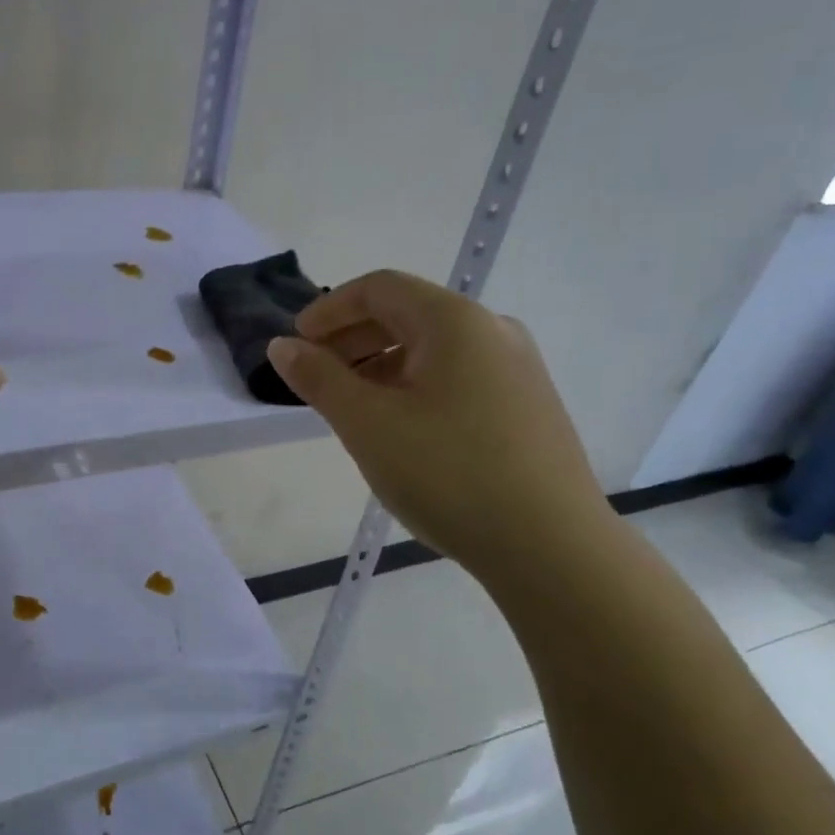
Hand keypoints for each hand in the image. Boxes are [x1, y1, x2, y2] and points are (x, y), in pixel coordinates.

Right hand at [268, 269, 611, 587]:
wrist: (552, 547)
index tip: (296, 342)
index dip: (329, 309)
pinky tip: (400, 428)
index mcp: (455, 321)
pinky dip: (414, 387)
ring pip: (432, 350)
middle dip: (352, 339)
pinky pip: (457, 377)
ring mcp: (517, 369)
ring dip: (381, 366)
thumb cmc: (448, 473)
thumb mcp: (367, 423)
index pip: (379, 288)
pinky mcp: (527, 406)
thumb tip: (281, 346)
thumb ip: (318, 378)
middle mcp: (492, 331)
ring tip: (351, 407)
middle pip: (407, 314)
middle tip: (316, 377)